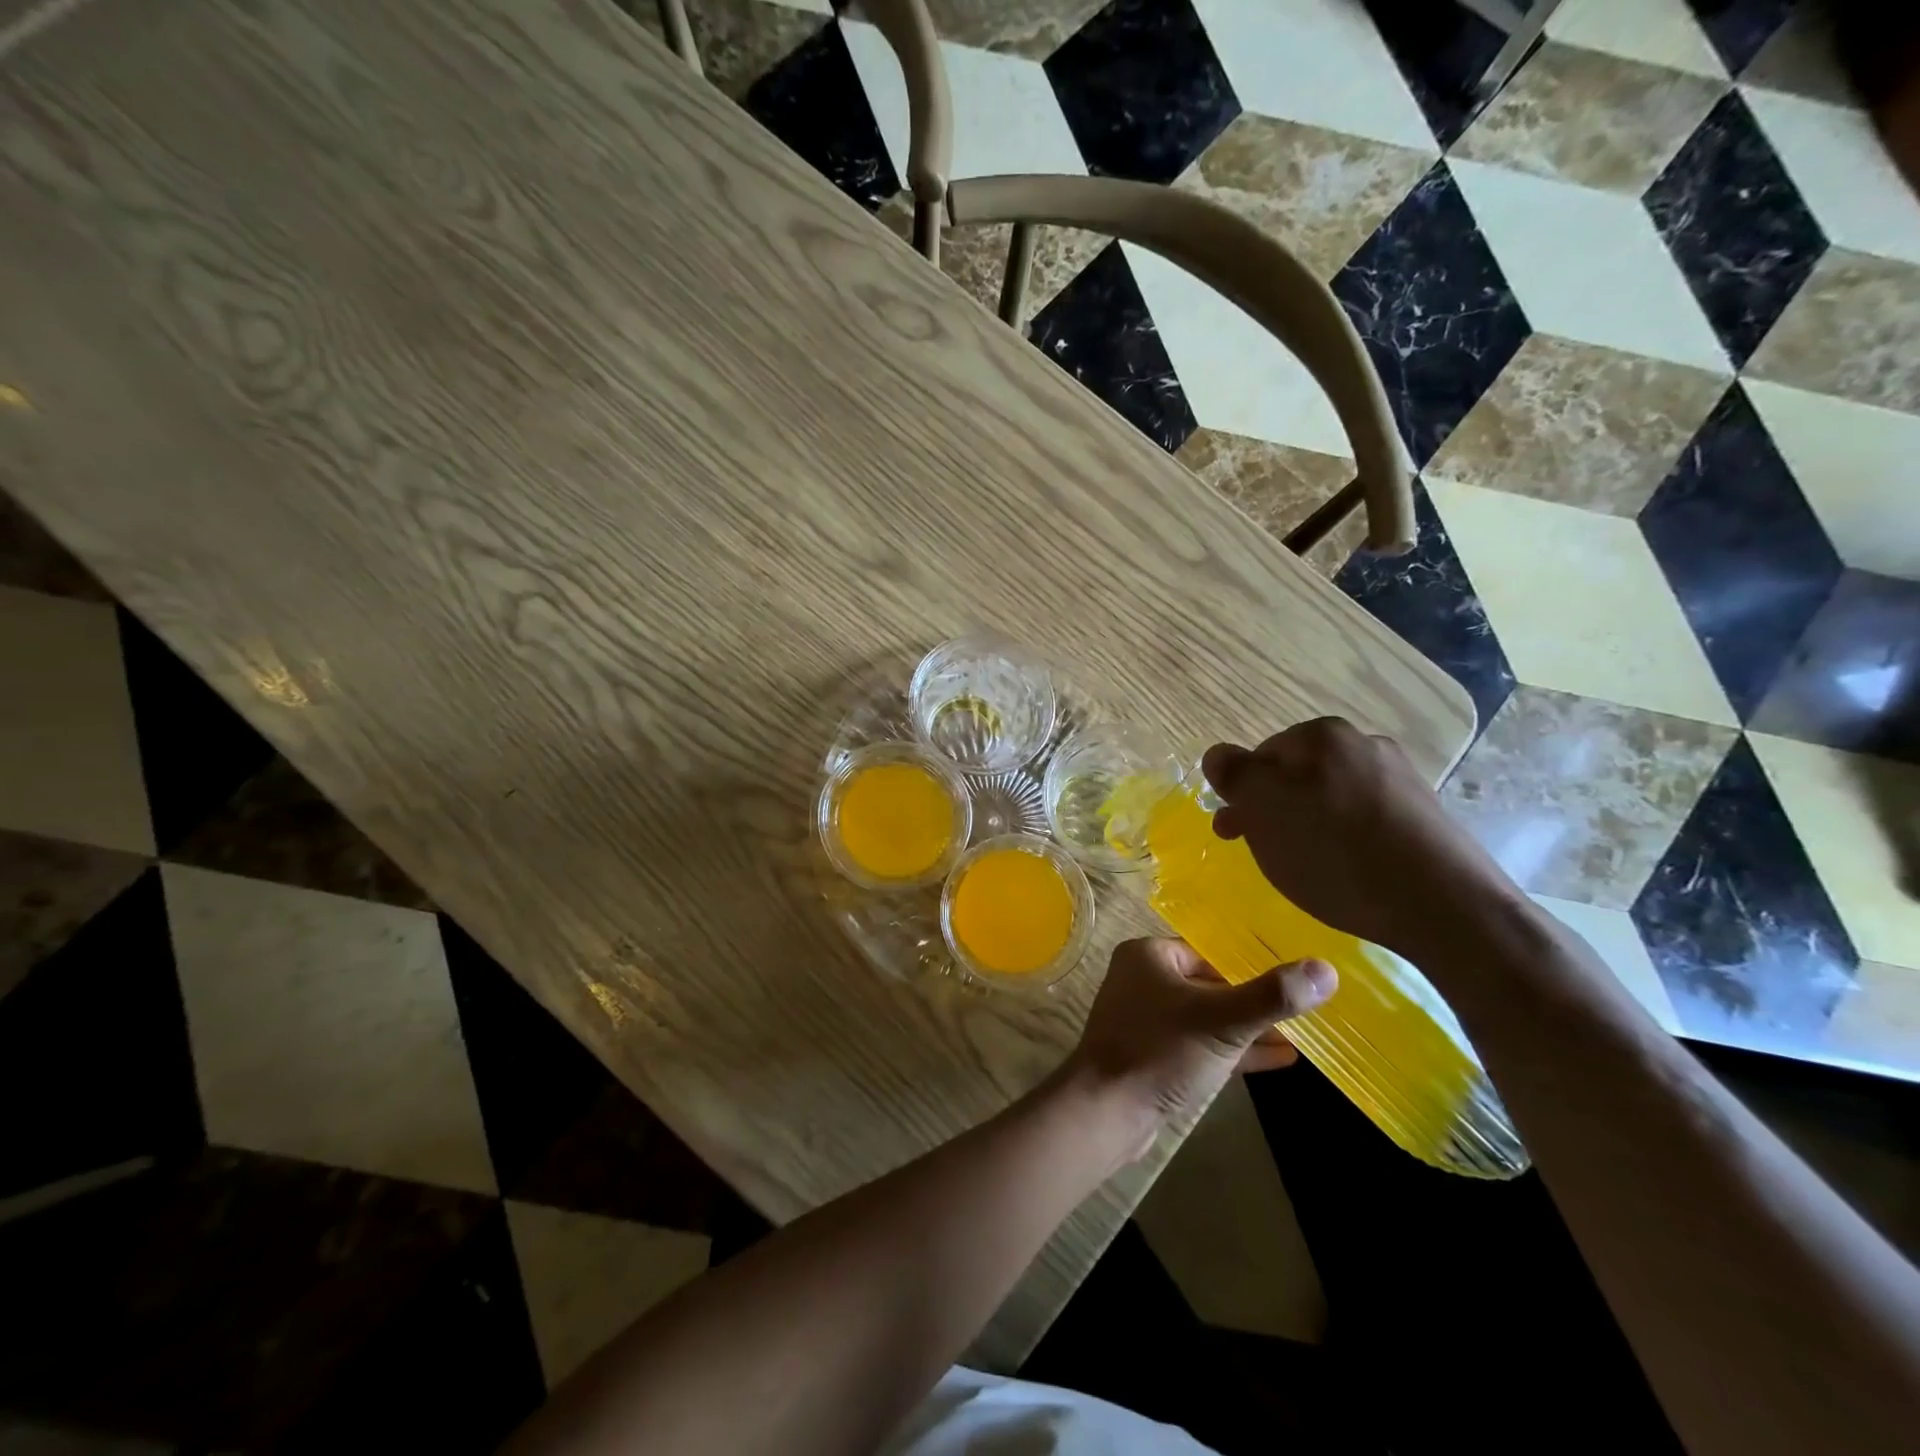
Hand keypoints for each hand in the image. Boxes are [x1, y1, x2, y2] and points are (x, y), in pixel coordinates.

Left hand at [1063, 937, 1334, 1158]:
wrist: (1107, 1112)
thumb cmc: (1161, 1052)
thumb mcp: (1223, 1021)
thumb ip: (1272, 996)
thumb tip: (1326, 969)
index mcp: (1149, 956)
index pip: (1210, 952)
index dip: (1251, 968)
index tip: (1295, 980)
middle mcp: (1143, 980)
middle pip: (1211, 984)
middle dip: (1255, 1001)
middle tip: (1305, 1009)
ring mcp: (1147, 1020)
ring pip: (1208, 1018)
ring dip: (1249, 1029)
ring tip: (1301, 1036)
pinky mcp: (1154, 1056)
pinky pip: (1201, 1045)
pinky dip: (1235, 1051)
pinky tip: (1281, 1059)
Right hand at [1201, 717, 1521, 961]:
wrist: (1445, 906)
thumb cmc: (1336, 855)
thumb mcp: (1264, 811)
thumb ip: (1234, 775)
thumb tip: (1218, 756)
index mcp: (1320, 735)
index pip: (1259, 755)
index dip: (1241, 793)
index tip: (1235, 832)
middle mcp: (1362, 743)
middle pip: (1295, 774)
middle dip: (1272, 809)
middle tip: (1263, 850)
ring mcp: (1398, 776)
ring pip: (1328, 796)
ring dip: (1307, 823)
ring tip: (1306, 865)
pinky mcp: (1422, 812)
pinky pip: (1363, 817)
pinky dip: (1344, 837)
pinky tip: (1347, 869)